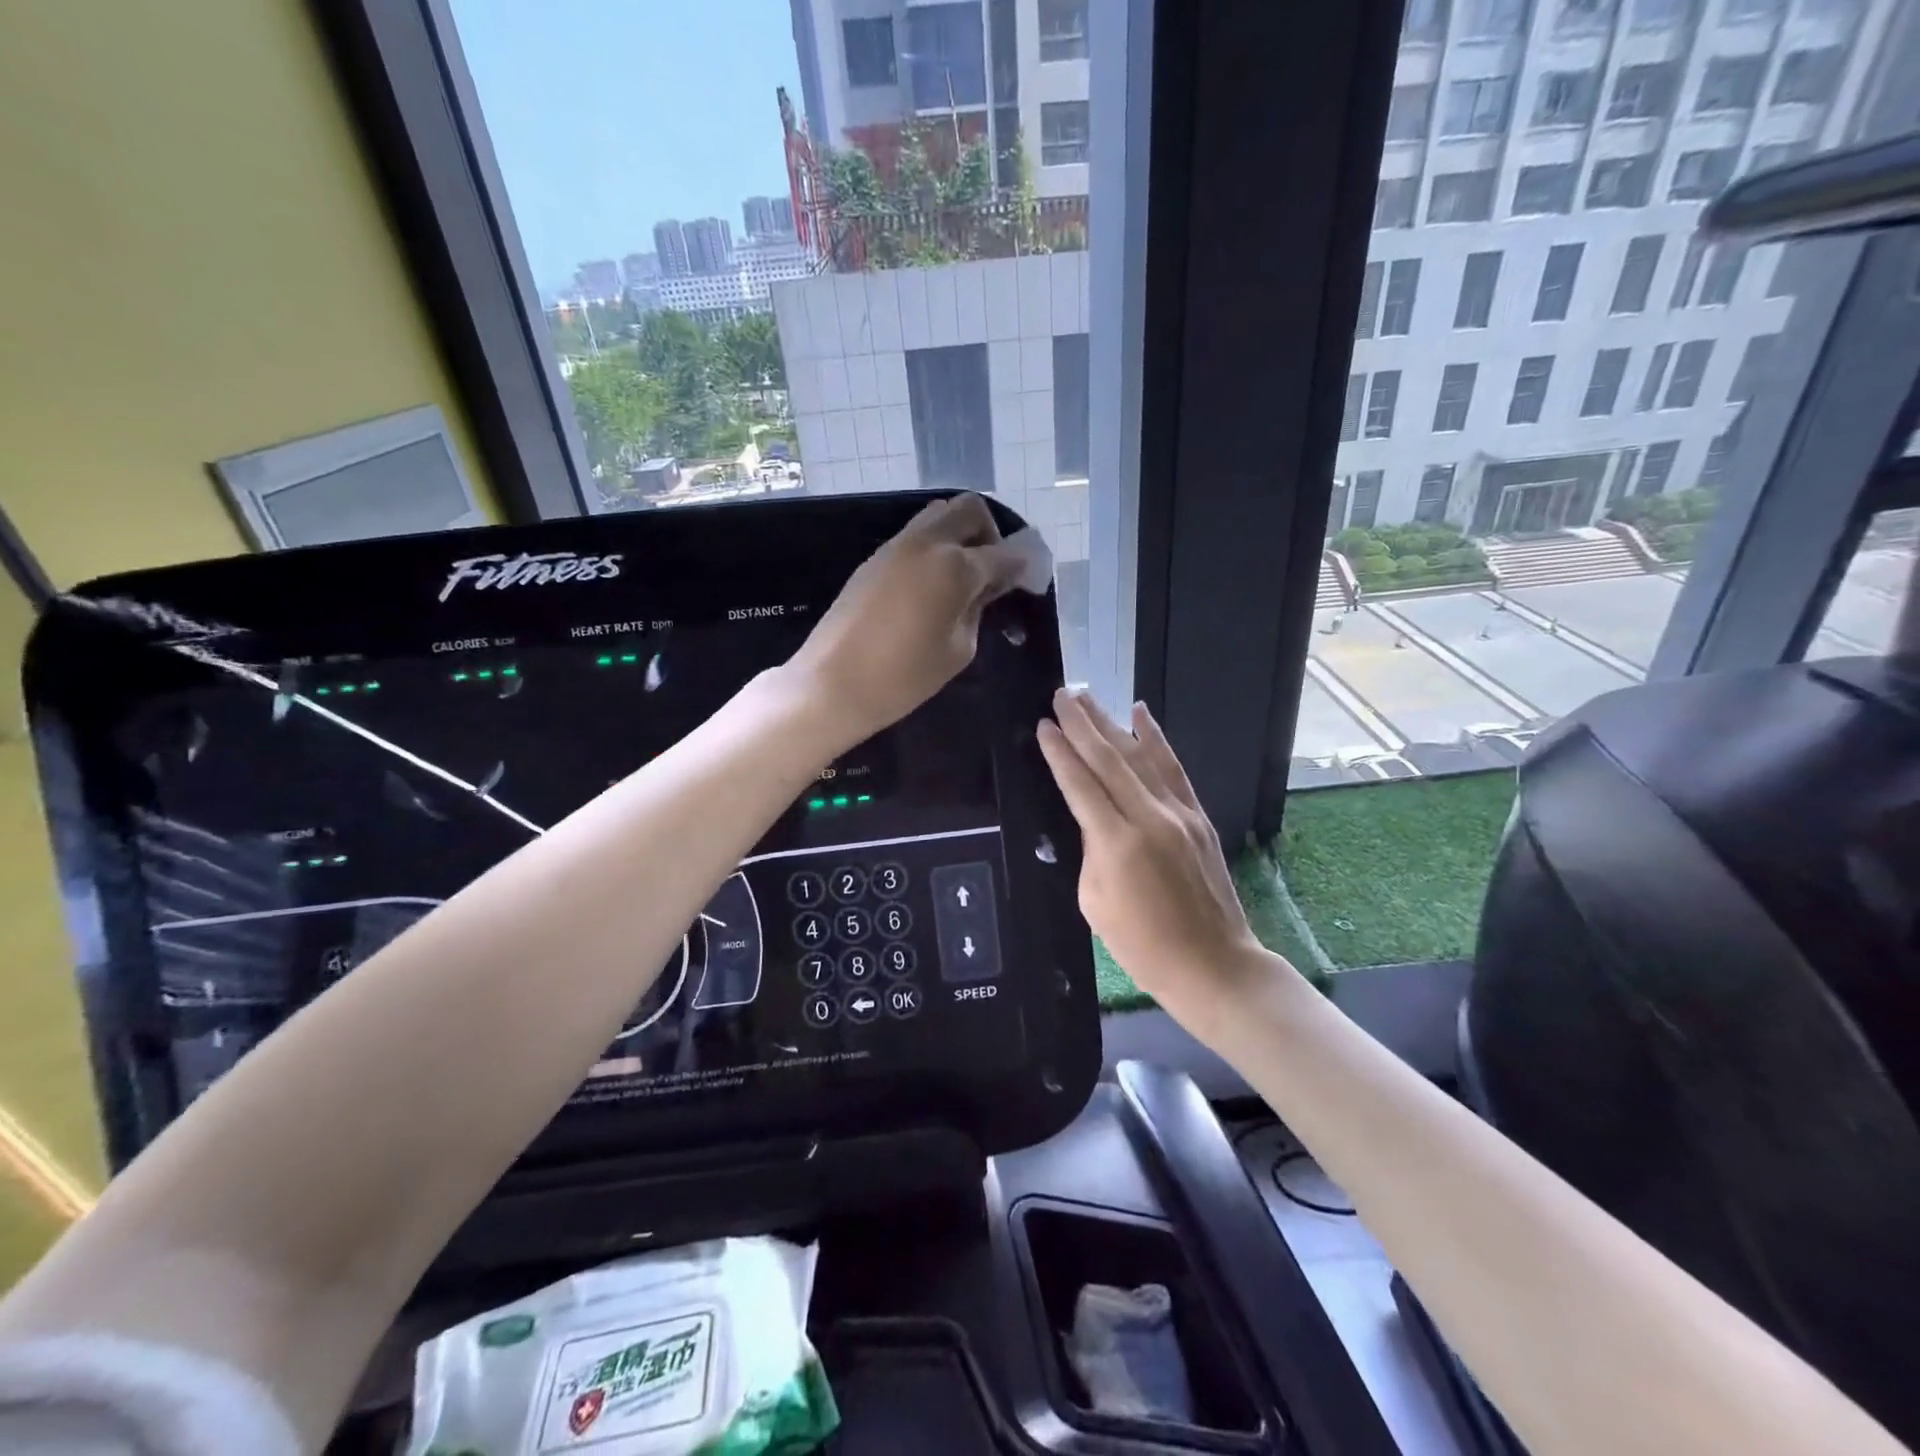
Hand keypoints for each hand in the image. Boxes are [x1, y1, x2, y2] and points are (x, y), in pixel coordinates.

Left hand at [789, 494, 1025, 743]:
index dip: (1023, 565)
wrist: (832, 684)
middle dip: (990, 533)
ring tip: (962, 578)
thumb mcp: (958, 650)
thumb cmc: (903, 678)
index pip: (1004, 553)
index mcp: (955, 566)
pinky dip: (934, 548)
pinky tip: (933, 585)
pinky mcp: (874, 559)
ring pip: (938, 515)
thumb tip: (988, 587)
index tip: (1030, 581)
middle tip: (992, 571)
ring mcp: (896, 546)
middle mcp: (927, 543)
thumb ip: (978, 610)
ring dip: (959, 535)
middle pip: (969, 510)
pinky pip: (915, 536)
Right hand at [1037, 690, 1294, 1038]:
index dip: (1059, 753)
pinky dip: (1156, 738)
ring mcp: (1179, 813)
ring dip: (1111, 723)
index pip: (1080, 784)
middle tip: (1061, 694)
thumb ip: (1090, 850)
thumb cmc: (1142, 945)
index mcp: (1117, 843)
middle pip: (1109, 759)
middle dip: (1081, 724)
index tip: (1043, 725)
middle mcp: (1149, 817)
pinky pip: (1173, 767)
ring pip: (1140, 755)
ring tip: (1088, 696)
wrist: (1213, 964)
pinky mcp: (1198, 815)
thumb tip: (1092, 818)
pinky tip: (1141, 714)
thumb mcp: (1095, 902)